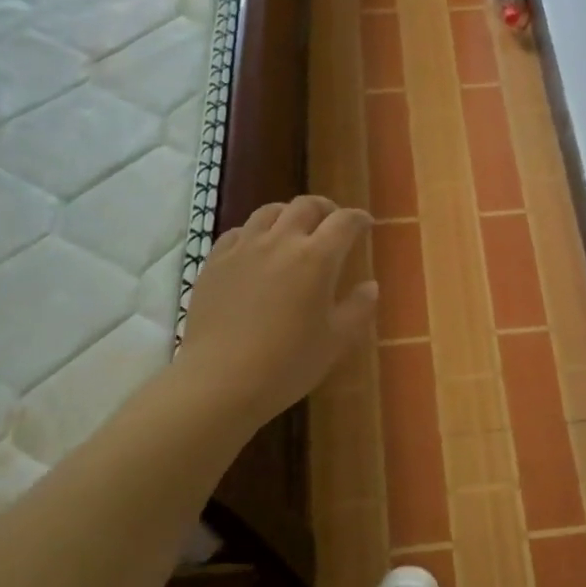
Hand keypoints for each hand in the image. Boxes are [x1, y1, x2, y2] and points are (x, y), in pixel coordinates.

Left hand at [174, 196, 377, 429]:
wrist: (221, 380)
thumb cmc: (288, 363)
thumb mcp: (336, 341)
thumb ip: (358, 308)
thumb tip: (370, 286)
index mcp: (317, 258)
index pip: (344, 222)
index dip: (358, 219)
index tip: (365, 225)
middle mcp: (280, 241)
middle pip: (305, 206)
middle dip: (325, 208)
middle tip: (332, 222)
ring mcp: (243, 248)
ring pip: (268, 212)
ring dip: (289, 214)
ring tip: (294, 230)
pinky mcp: (215, 262)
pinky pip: (238, 232)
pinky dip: (255, 232)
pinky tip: (256, 249)